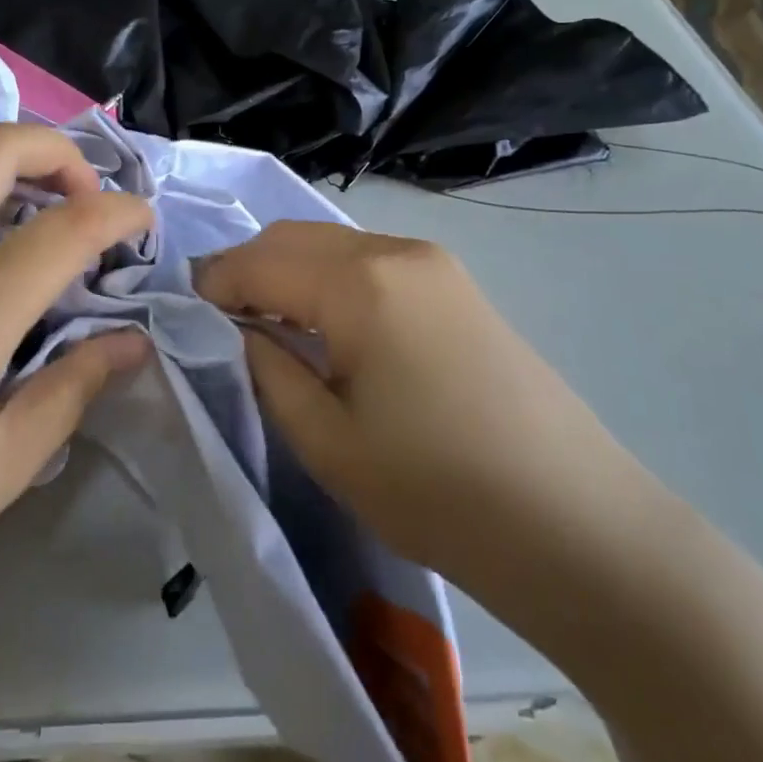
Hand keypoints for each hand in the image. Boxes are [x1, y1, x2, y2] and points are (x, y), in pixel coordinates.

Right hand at [195, 221, 671, 622]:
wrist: (578, 525)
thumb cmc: (438, 491)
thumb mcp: (326, 440)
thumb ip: (268, 367)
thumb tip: (240, 328)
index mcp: (359, 282)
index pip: (259, 261)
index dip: (214, 283)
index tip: (183, 311)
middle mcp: (394, 250)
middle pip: (294, 236)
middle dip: (248, 267)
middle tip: (220, 316)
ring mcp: (433, 261)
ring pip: (333, 243)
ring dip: (289, 269)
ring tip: (267, 320)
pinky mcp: (457, 283)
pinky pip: (370, 260)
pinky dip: (330, 277)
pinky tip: (327, 322)